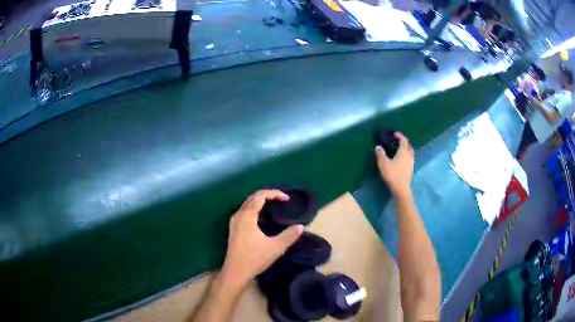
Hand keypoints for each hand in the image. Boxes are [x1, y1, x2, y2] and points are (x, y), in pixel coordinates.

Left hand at [220, 189, 303, 287]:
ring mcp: (234, 222)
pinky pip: (244, 211)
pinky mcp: (234, 229)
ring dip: (260, 200)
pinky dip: (254, 208)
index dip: (274, 194)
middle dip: (268, 194)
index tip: (287, 198)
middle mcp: (238, 215)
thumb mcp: (276, 247)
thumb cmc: (254, 258)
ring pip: (247, 204)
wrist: (235, 272)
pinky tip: (262, 216)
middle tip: (281, 199)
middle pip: (252, 197)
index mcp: (247, 216)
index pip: (260, 196)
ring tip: (274, 204)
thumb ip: (289, 235)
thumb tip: (301, 226)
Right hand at [375, 132, 414, 198]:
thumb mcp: (383, 163)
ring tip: (399, 151)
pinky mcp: (411, 169)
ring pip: (410, 153)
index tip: (394, 134)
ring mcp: (411, 163)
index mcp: (403, 152)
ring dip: (406, 149)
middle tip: (398, 142)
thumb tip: (378, 147)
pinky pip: (409, 159)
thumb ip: (380, 154)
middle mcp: (409, 156)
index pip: (404, 140)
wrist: (401, 189)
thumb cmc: (392, 174)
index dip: (400, 136)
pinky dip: (406, 156)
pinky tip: (401, 160)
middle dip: (404, 142)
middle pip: (409, 146)